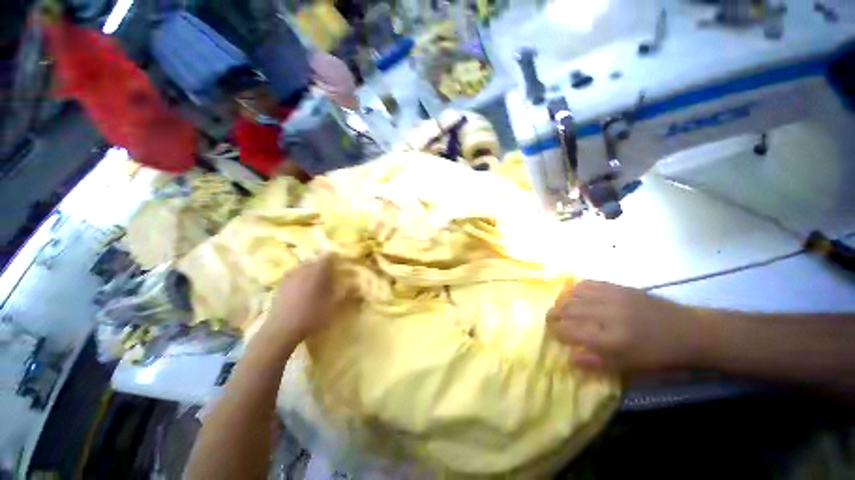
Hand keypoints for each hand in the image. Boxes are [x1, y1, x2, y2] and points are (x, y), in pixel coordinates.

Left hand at [264, 254, 337, 342]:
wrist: (281, 330)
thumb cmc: (311, 316)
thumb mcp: (333, 305)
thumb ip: (343, 292)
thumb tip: (353, 285)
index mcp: (317, 271)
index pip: (328, 257)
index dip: (335, 258)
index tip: (341, 264)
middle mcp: (303, 269)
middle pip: (315, 261)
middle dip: (323, 265)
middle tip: (331, 274)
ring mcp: (290, 276)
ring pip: (303, 268)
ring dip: (311, 271)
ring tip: (317, 282)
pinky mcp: (281, 285)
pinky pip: (294, 276)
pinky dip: (301, 279)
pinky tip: (303, 289)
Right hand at [546, 280, 703, 372]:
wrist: (687, 329)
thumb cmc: (659, 354)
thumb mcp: (631, 367)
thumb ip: (599, 363)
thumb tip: (571, 358)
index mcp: (613, 340)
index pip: (572, 332)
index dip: (557, 332)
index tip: (552, 334)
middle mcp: (609, 315)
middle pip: (568, 310)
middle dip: (553, 315)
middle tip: (549, 320)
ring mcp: (612, 297)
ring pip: (573, 295)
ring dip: (560, 301)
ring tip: (558, 307)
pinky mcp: (617, 287)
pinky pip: (587, 284)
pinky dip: (574, 289)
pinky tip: (573, 295)